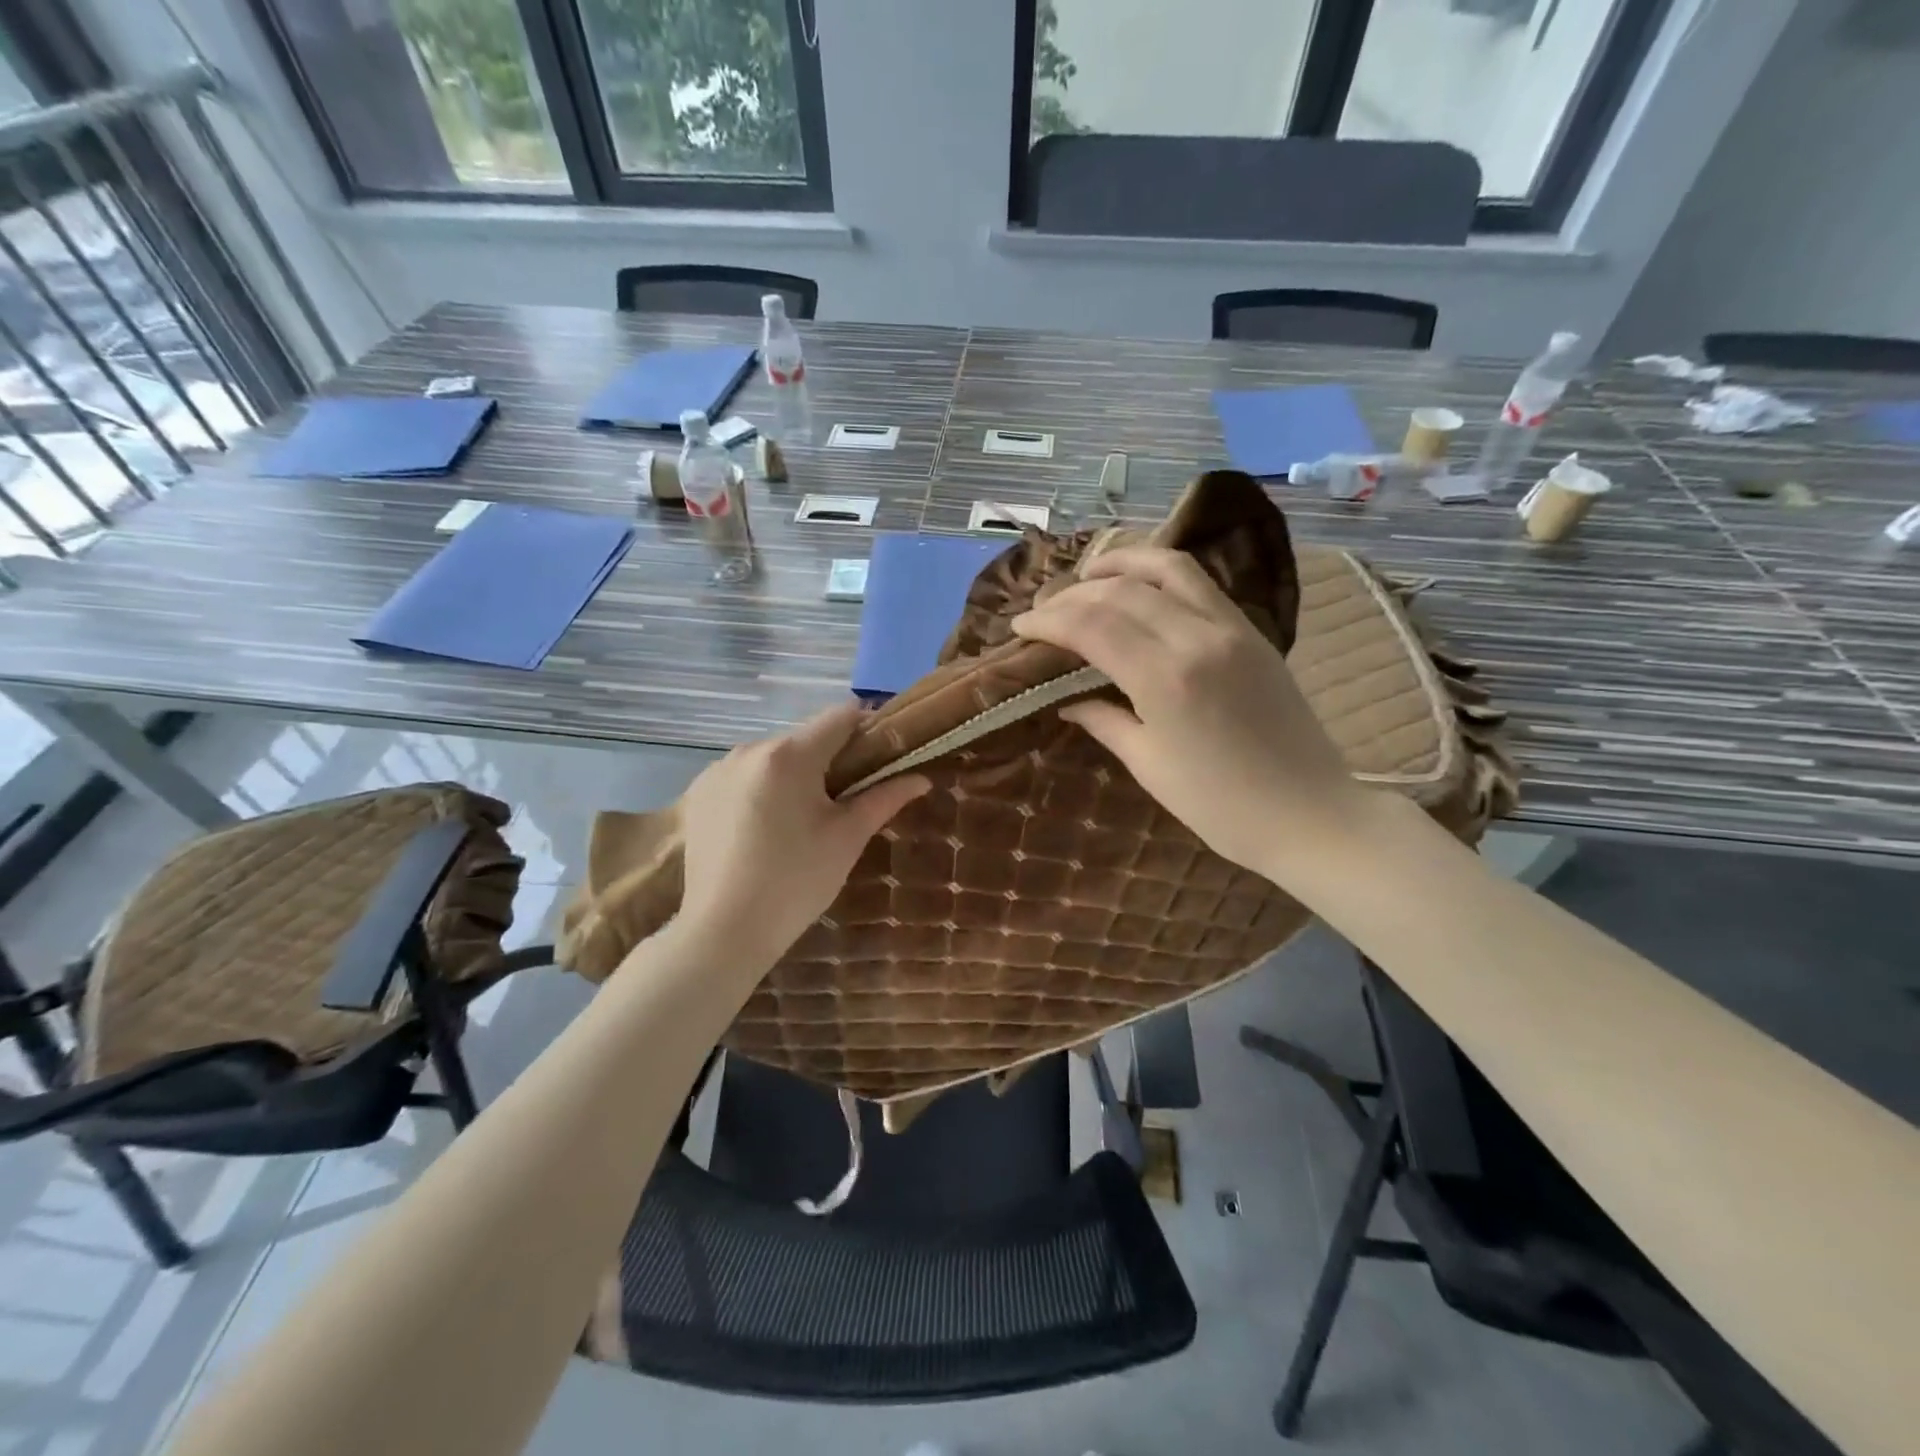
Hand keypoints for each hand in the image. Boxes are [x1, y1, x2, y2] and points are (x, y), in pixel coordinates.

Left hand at [677, 705, 928, 967]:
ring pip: (772, 758)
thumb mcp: (847, 838)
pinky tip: (762, 830)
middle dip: (829, 760)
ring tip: (799, 822)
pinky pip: (743, 776)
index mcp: (789, 755)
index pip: (839, 716)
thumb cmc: (796, 882)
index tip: (879, 759)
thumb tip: (921, 777)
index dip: (866, 729)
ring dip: (793, 775)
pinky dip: (761, 790)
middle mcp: (749, 749)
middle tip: (843, 803)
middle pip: (804, 738)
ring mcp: (718, 770)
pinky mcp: (699, 792)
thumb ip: (884, 798)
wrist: (723, 931)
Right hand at [1012, 547, 1365, 874]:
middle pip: (1120, 591)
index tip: (1020, 628)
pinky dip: (1161, 573)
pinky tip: (1140, 585)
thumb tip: (1067, 699)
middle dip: (1072, 594)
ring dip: (1120, 563)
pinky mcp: (1253, 631)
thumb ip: (1105, 720)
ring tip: (1089, 574)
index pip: (1091, 624)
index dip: (1048, 620)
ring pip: (1167, 568)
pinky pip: (1200, 583)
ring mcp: (1231, 628)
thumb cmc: (1221, 806)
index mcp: (1165, 678)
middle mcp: (1196, 638)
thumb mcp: (1150, 765)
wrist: (1311, 813)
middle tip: (1044, 611)